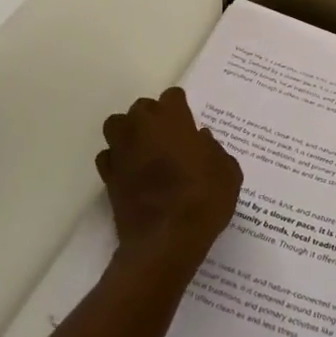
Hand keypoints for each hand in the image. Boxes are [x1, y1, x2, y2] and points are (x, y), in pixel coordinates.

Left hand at [97, 88, 243, 273]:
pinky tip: (131, 172)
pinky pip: (108, 156)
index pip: (172, 96)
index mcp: (172, 119)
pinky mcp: (108, 176)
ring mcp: (121, 150)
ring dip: (129, 132)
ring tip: (145, 150)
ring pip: (117, 125)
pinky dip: (118, 160)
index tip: (189, 123)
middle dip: (154, 117)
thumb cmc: (203, 200)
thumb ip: (213, 149)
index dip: (181, 108)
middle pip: (142, 107)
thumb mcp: (227, 172)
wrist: (166, 240)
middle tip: (169, 138)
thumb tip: (200, 139)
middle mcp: (142, 127)